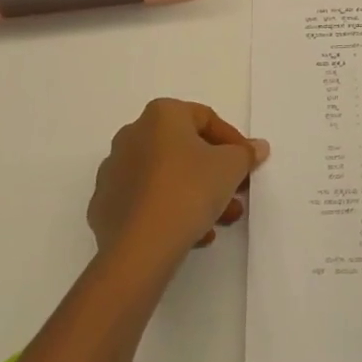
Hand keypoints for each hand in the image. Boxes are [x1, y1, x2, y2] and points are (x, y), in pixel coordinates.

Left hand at [88, 99, 269, 264]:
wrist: (140, 247)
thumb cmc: (189, 190)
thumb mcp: (231, 167)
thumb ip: (245, 153)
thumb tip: (256, 147)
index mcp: (160, 114)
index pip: (205, 119)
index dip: (233, 142)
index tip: (248, 167)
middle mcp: (132, 134)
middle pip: (184, 149)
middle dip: (215, 173)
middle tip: (236, 195)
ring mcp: (114, 171)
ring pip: (165, 177)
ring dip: (196, 194)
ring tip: (218, 221)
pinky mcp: (104, 206)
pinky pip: (145, 201)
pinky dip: (169, 210)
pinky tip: (192, 234)